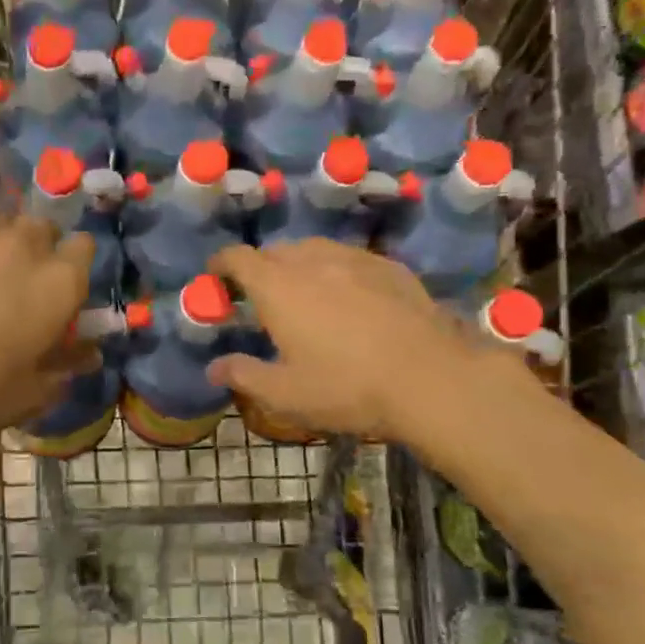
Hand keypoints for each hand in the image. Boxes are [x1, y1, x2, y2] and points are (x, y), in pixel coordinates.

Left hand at [0, 187, 97, 441]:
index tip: (62, 285)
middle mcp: (27, 243)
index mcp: (60, 283)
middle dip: (38, 247)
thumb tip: (91, 354)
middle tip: (19, 277)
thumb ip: (66, 366)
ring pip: (3, 212)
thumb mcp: (32, 392)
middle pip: (44, 227)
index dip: (75, 265)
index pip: (85, 248)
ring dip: (1, 231)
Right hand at [205, 240, 471, 440]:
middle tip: (259, 296)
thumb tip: (214, 368)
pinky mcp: (390, 267)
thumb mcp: (285, 394)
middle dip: (259, 267)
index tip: (215, 277)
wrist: (431, 377)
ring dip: (297, 265)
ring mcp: (354, 259)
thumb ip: (244, 375)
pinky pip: (349, 258)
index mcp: (278, 288)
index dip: (221, 264)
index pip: (238, 258)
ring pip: (314, 250)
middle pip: (275, 251)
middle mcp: (312, 262)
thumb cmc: (346, 387)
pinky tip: (347, 296)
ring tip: (302, 292)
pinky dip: (335, 270)